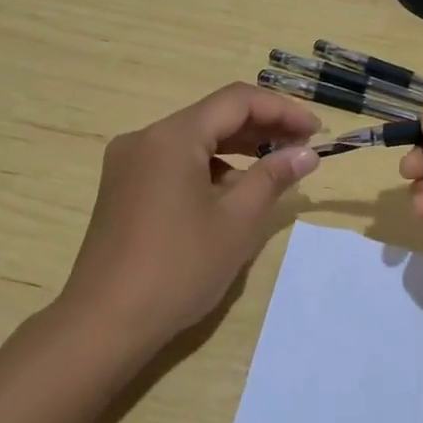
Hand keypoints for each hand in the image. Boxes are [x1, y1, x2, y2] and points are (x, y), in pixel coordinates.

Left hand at [62, 83, 321, 346]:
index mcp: (172, 137)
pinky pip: (174, 162)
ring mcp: (129, 163)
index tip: (316, 131)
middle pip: (212, 116)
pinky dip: (208, 168)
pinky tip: (232, 192)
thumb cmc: (179, 268)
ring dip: (236, 148)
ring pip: (193, 140)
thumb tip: (306, 153)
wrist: (105, 322)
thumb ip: (273, 177)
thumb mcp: (237, 222)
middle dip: (261, 128)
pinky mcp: (123, 188)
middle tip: (302, 149)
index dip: (282, 110)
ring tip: (275, 169)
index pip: (236, 101)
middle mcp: (145, 138)